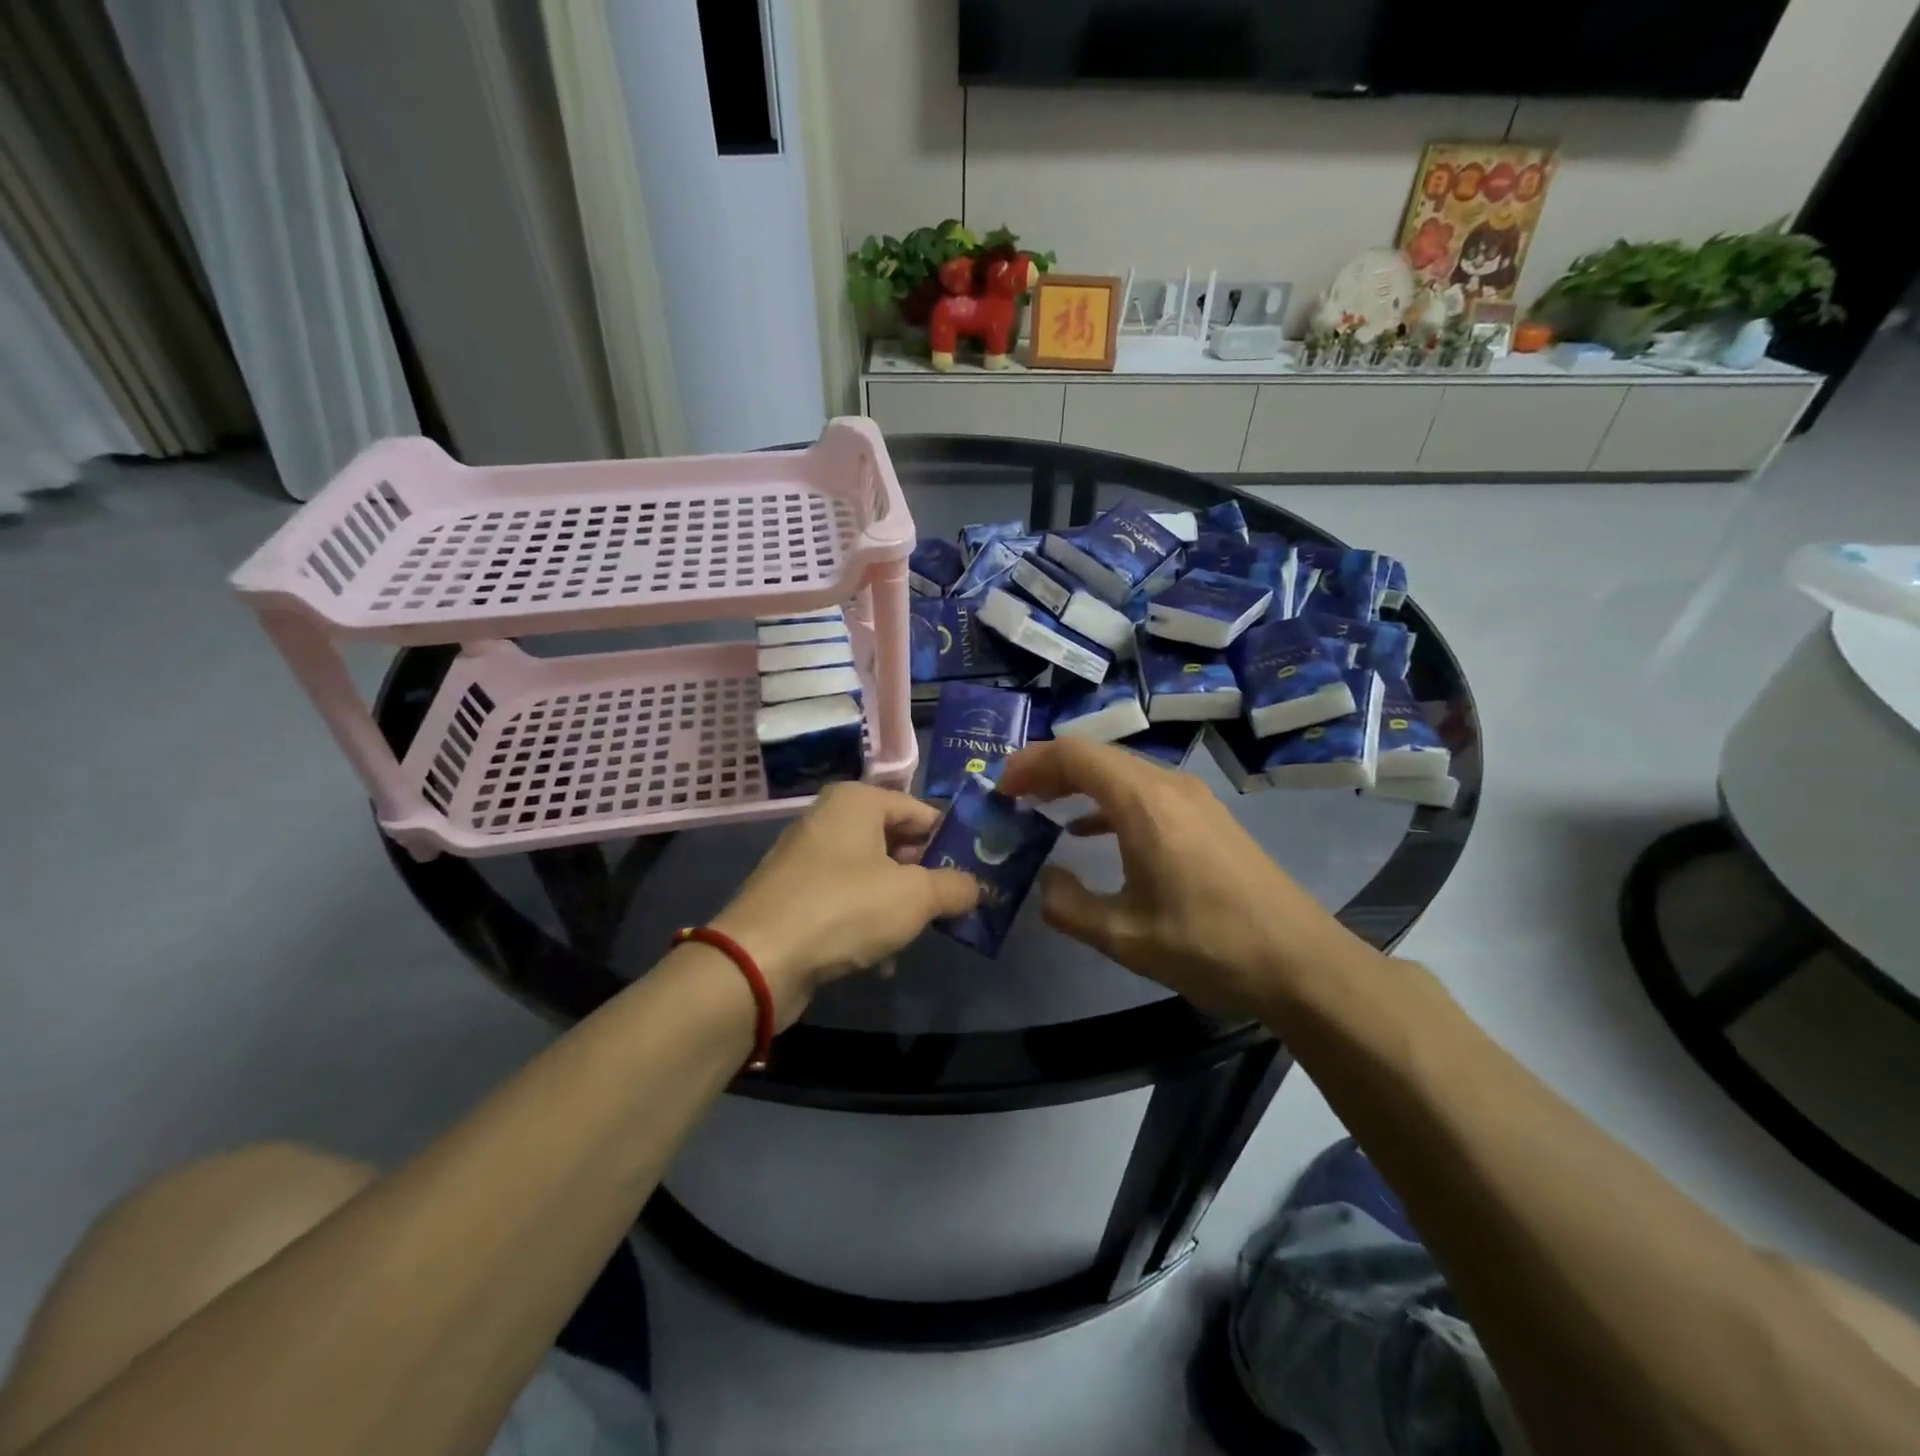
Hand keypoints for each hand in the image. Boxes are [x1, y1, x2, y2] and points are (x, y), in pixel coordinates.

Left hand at [710, 783, 979, 1025]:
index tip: (977, 871)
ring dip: (899, 905)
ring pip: (872, 875)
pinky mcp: (794, 897)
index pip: (920, 810)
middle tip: (955, 904)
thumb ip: (955, 887)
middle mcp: (829, 820)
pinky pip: (845, 902)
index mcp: (857, 801)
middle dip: (926, 875)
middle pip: (896, 841)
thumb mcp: (916, 896)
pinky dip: (867, 923)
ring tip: (922, 934)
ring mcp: (807, 859)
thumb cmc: (845, 909)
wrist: (759, 961)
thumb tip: (976, 887)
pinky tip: (883, 960)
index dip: (952, 840)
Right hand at [996, 739, 1378, 1018]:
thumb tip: (1045, 879)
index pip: (1075, 755)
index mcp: (1144, 802)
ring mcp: (1192, 799)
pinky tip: (1089, 832)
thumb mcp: (1124, 936)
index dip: (1031, 764)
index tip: (999, 788)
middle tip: (1012, 797)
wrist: (1301, 963)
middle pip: (1097, 756)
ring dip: (1077, 785)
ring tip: (1040, 809)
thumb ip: (1068, 906)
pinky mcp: (1206, 818)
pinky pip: (1144, 792)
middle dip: (1048, 771)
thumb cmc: (1208, 945)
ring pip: (1121, 772)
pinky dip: (1107, 801)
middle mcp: (1168, 786)